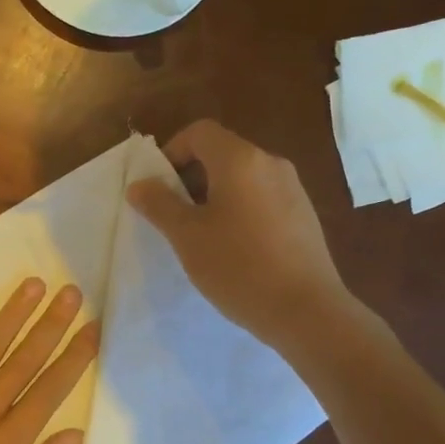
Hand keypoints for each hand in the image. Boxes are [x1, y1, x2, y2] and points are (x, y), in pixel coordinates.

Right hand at [127, 119, 379, 354]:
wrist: (305, 311)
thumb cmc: (238, 267)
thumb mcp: (187, 237)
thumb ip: (159, 204)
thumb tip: (139, 184)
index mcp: (241, 160)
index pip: (199, 132)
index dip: (171, 152)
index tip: (158, 188)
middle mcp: (271, 163)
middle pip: (221, 153)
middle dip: (190, 178)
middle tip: (173, 217)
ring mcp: (293, 189)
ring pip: (242, 178)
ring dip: (214, 197)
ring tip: (201, 237)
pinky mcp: (304, 215)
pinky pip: (262, 199)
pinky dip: (239, 211)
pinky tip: (234, 250)